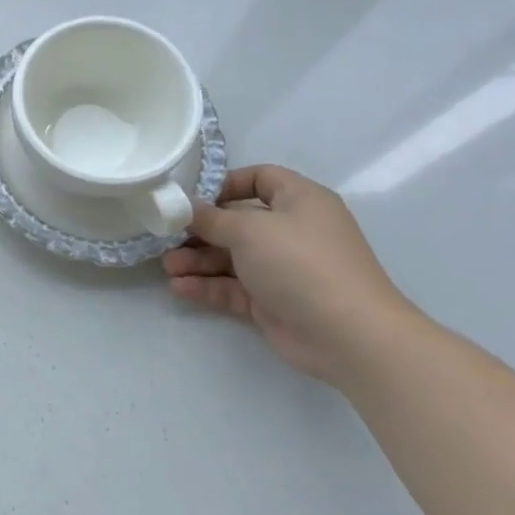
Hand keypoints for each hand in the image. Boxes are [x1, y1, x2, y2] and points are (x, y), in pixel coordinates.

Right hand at [162, 166, 418, 384]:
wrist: (349, 336)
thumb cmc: (301, 263)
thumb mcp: (250, 230)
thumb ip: (211, 218)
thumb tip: (186, 208)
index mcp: (299, 201)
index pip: (260, 178)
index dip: (225, 184)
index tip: (191, 198)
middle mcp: (292, 231)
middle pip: (237, 222)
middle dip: (200, 230)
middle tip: (166, 236)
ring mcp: (283, 269)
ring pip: (231, 258)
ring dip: (198, 261)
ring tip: (167, 267)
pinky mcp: (273, 302)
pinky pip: (233, 288)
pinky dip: (207, 286)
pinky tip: (179, 288)